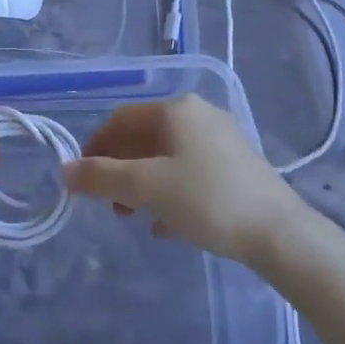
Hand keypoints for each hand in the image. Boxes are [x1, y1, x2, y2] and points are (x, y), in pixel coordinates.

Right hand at [64, 95, 306, 266]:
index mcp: (176, 110)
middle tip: (110, 205)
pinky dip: (171, 192)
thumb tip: (65, 170)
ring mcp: (222, 139)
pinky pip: (191, 172)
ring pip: (167, 157)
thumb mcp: (146, 188)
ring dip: (144, 185)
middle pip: (144, 138)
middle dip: (120, 170)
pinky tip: (168, 226)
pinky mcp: (237, 165)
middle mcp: (199, 114)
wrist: (279, 233)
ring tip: (136, 218)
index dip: (96, 146)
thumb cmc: (206, 200)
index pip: (121, 119)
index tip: (83, 179)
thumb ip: (101, 177)